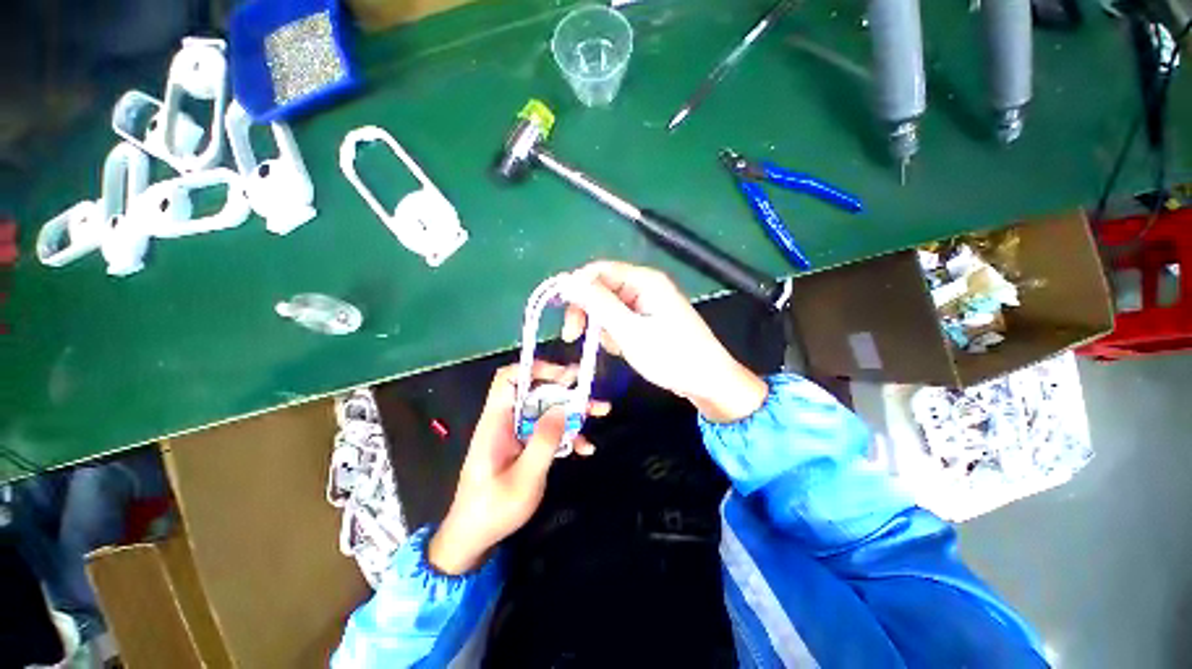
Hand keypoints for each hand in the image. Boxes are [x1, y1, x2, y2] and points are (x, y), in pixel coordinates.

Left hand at [428, 362, 608, 574]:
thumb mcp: (525, 477)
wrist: (474, 538)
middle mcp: (506, 421)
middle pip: (535, 392)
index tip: (563, 376)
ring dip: (572, 411)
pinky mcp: (524, 446)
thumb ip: (544, 441)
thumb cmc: (494, 509)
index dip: (534, 369)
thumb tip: (562, 407)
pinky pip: (547, 431)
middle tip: (591, 390)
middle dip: (565, 389)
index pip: (508, 378)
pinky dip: (567, 434)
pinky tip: (585, 448)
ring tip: (601, 411)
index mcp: (496, 421)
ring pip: (546, 410)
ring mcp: (516, 434)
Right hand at [562, 260, 766, 423]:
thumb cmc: (671, 357)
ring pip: (608, 307)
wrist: (708, 382)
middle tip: (573, 337)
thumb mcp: (629, 332)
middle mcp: (645, 285)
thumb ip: (598, 304)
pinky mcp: (648, 318)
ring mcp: (647, 302)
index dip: (576, 289)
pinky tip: (625, 349)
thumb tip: (568, 281)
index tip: (563, 315)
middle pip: (601, 288)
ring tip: (617, 348)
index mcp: (645, 280)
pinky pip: (620, 319)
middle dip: (588, 313)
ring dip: (603, 328)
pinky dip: (615, 334)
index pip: (598, 271)